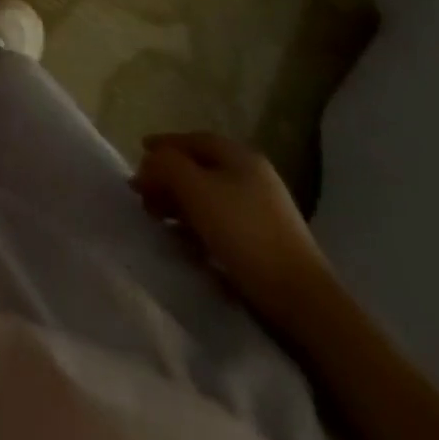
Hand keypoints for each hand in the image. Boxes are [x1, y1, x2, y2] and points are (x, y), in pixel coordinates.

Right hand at [134, 131, 333, 329]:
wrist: (301, 300)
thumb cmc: (244, 233)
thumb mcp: (195, 189)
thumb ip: (165, 165)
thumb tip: (149, 163)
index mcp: (240, 157)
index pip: (192, 140)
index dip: (163, 145)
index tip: (138, 156)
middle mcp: (252, 176)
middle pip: (198, 168)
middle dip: (167, 179)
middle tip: (143, 196)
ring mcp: (261, 210)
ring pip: (207, 196)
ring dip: (179, 204)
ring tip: (159, 221)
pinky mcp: (264, 241)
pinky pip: (220, 222)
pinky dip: (198, 226)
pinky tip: (186, 243)